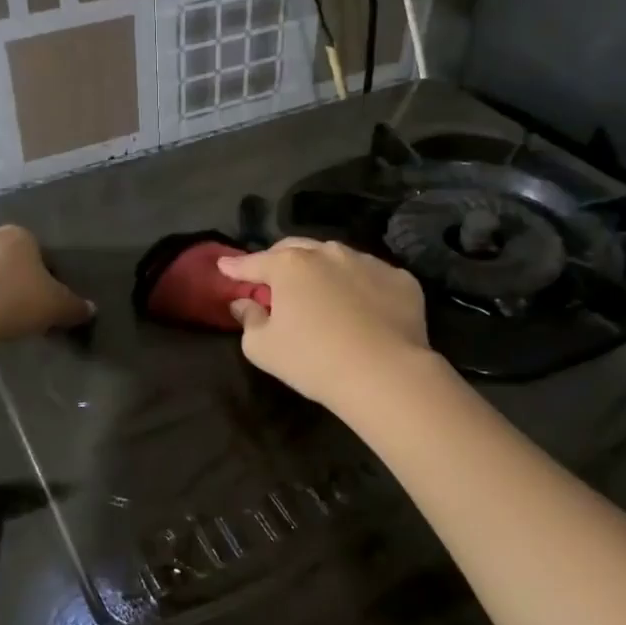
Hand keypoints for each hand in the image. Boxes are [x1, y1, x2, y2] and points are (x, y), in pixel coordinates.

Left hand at [0, 224, 92, 348]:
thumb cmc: (13, 302)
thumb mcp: (55, 307)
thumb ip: (75, 307)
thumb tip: (91, 309)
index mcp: (19, 236)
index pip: (40, 253)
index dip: (46, 279)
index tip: (45, 304)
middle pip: (8, 260)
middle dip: (15, 282)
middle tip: (21, 313)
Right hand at [217, 239, 431, 411]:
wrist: (385, 374)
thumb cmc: (313, 360)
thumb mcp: (263, 348)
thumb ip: (248, 320)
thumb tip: (244, 304)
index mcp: (289, 265)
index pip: (254, 262)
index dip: (236, 267)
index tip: (224, 267)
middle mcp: (328, 252)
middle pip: (295, 250)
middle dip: (279, 261)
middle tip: (273, 280)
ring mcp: (368, 262)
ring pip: (336, 259)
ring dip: (322, 271)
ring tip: (321, 293)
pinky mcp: (401, 279)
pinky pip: (371, 277)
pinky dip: (360, 287)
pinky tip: (362, 310)